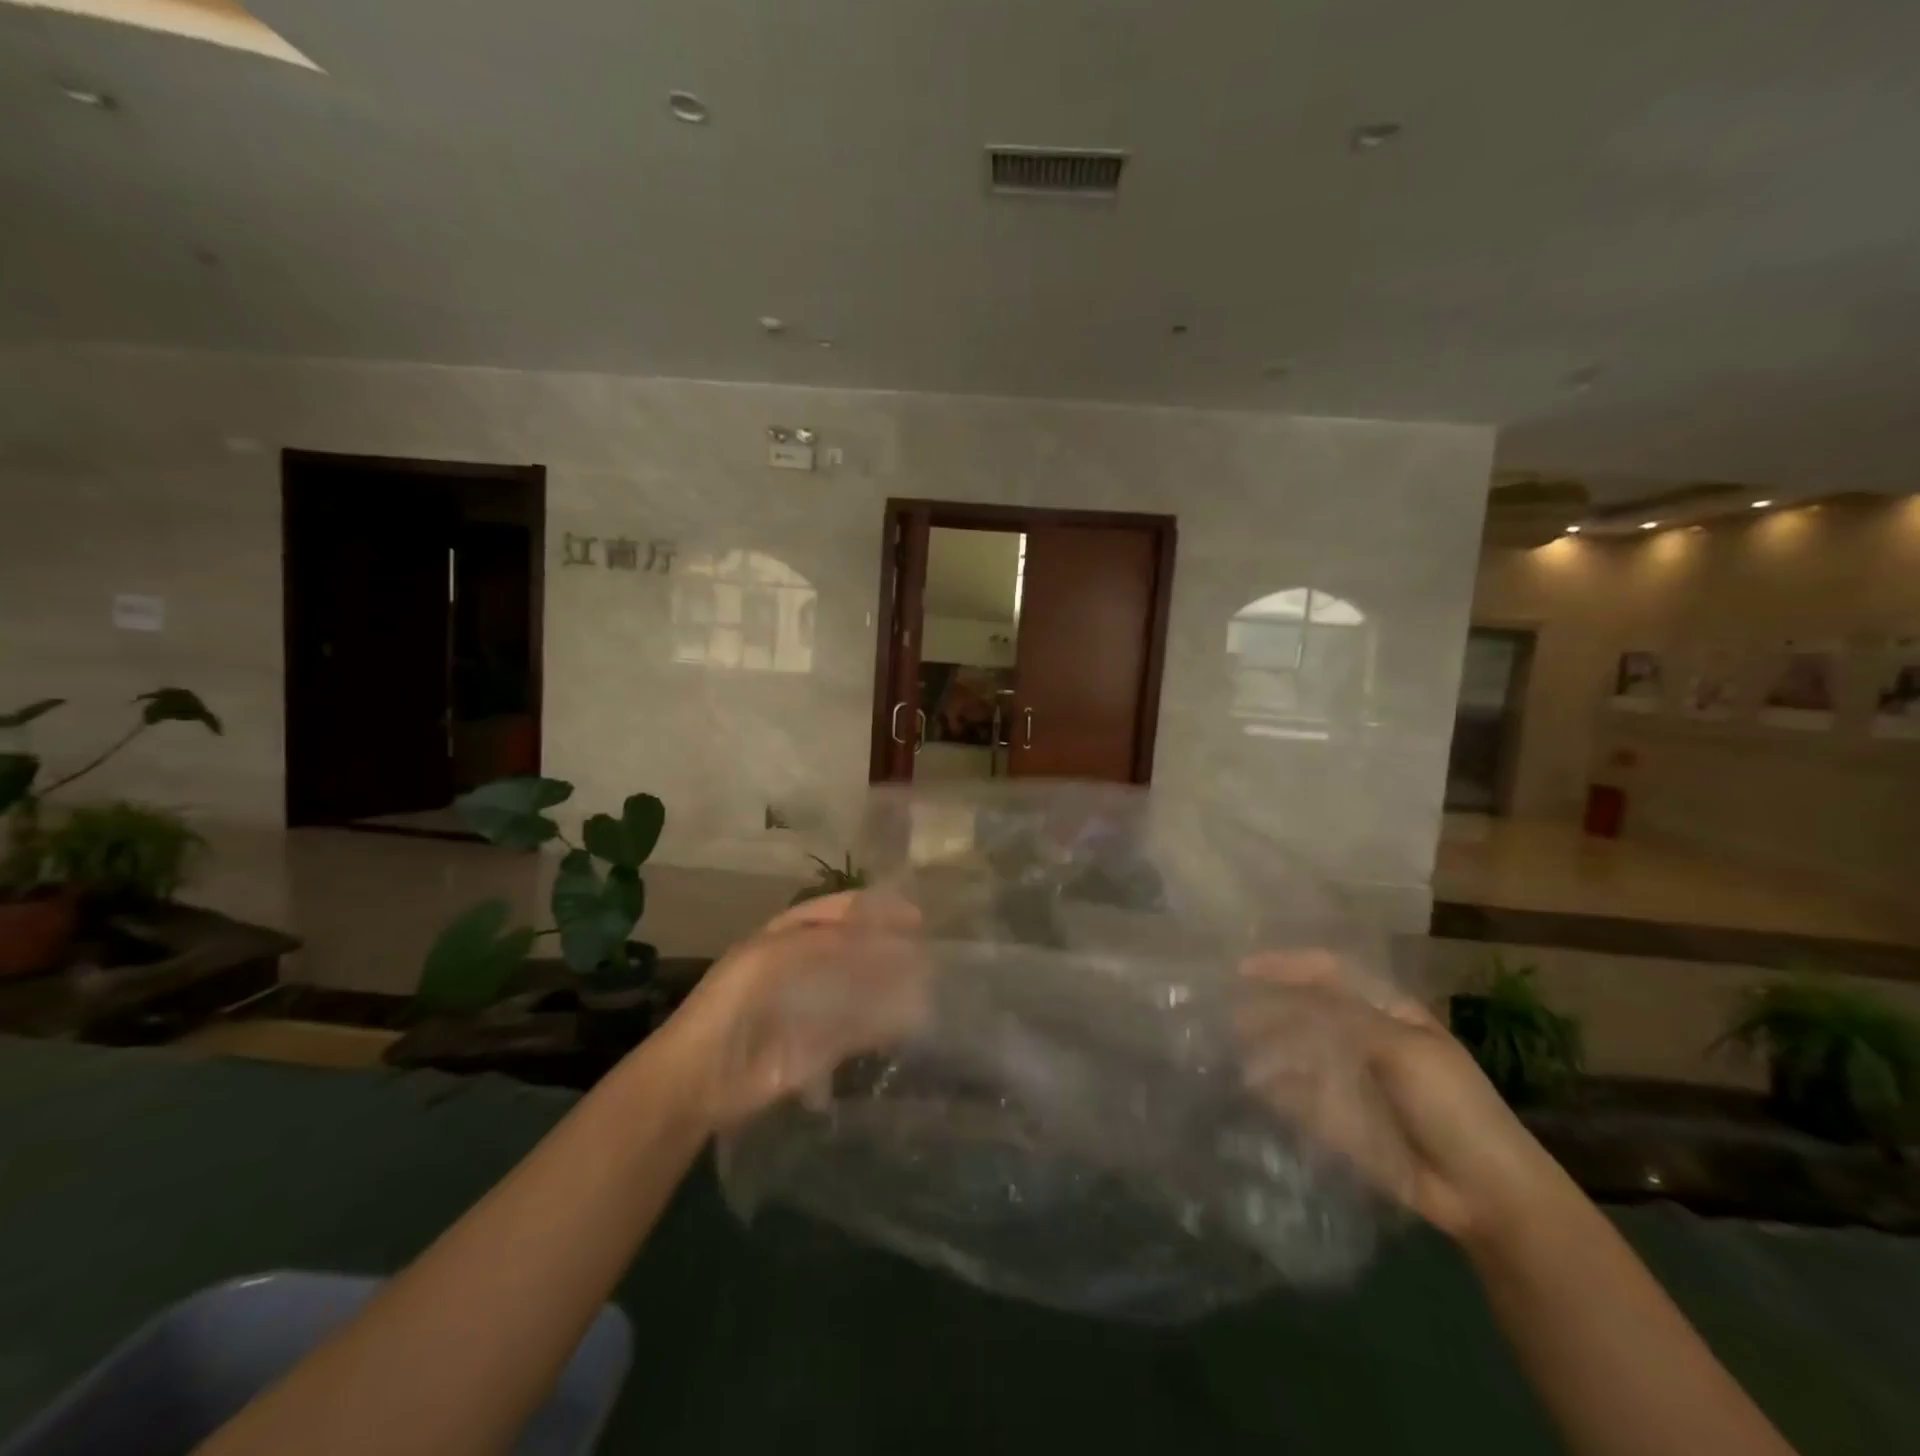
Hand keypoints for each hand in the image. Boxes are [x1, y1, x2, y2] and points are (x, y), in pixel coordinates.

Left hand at [663, 890, 930, 1130]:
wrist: (701, 1078)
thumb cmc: (732, 1003)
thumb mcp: (772, 957)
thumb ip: (826, 943)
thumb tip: (880, 938)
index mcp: (788, 935)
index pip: (839, 912)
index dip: (874, 909)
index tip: (915, 915)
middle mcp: (805, 965)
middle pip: (856, 949)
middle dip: (890, 947)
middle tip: (929, 951)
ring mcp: (813, 1006)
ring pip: (862, 988)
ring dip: (892, 985)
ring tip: (929, 984)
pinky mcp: (820, 1047)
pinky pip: (859, 1030)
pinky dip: (884, 1025)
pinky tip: (909, 1022)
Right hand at [1238, 952, 1573, 1248]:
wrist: (1485, 1194)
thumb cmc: (1453, 1106)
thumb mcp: (1404, 1048)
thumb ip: (1342, 1017)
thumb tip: (1278, 1001)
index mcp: (1384, 1010)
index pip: (1326, 972)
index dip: (1285, 965)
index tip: (1241, 969)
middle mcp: (1358, 1036)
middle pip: (1301, 1010)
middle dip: (1263, 1006)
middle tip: (1223, 1011)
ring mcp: (1344, 1077)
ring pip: (1291, 1050)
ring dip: (1260, 1044)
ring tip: (1226, 1045)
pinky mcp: (1334, 1118)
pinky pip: (1293, 1094)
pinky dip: (1268, 1086)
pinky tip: (1245, 1083)